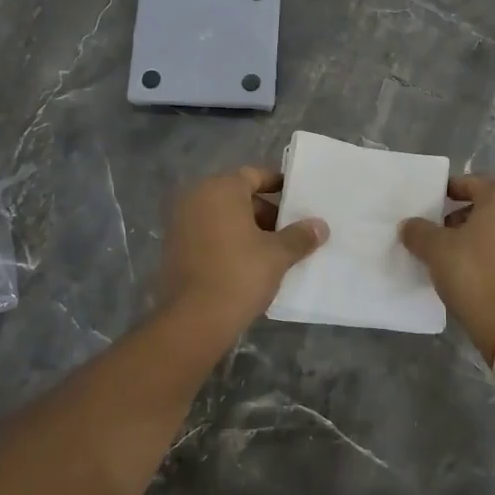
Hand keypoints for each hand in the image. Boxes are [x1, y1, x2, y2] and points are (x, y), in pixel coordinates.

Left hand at [159, 166, 328, 335]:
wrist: (194, 319)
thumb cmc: (239, 274)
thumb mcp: (277, 255)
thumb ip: (300, 236)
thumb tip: (320, 226)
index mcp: (220, 189)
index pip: (253, 175)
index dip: (277, 185)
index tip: (297, 199)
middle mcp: (196, 198)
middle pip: (238, 196)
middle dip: (265, 212)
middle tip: (290, 231)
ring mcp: (181, 223)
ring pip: (223, 217)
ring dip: (247, 229)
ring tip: (274, 251)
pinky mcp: (174, 248)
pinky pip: (208, 235)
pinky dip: (228, 242)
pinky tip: (249, 264)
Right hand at [400, 175, 494, 350]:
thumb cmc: (473, 273)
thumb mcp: (436, 249)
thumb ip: (419, 231)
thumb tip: (409, 225)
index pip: (471, 183)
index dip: (448, 192)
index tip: (430, 205)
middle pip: (488, 206)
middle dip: (462, 217)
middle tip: (439, 233)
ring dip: (478, 237)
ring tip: (453, 255)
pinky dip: (494, 254)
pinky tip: (474, 272)